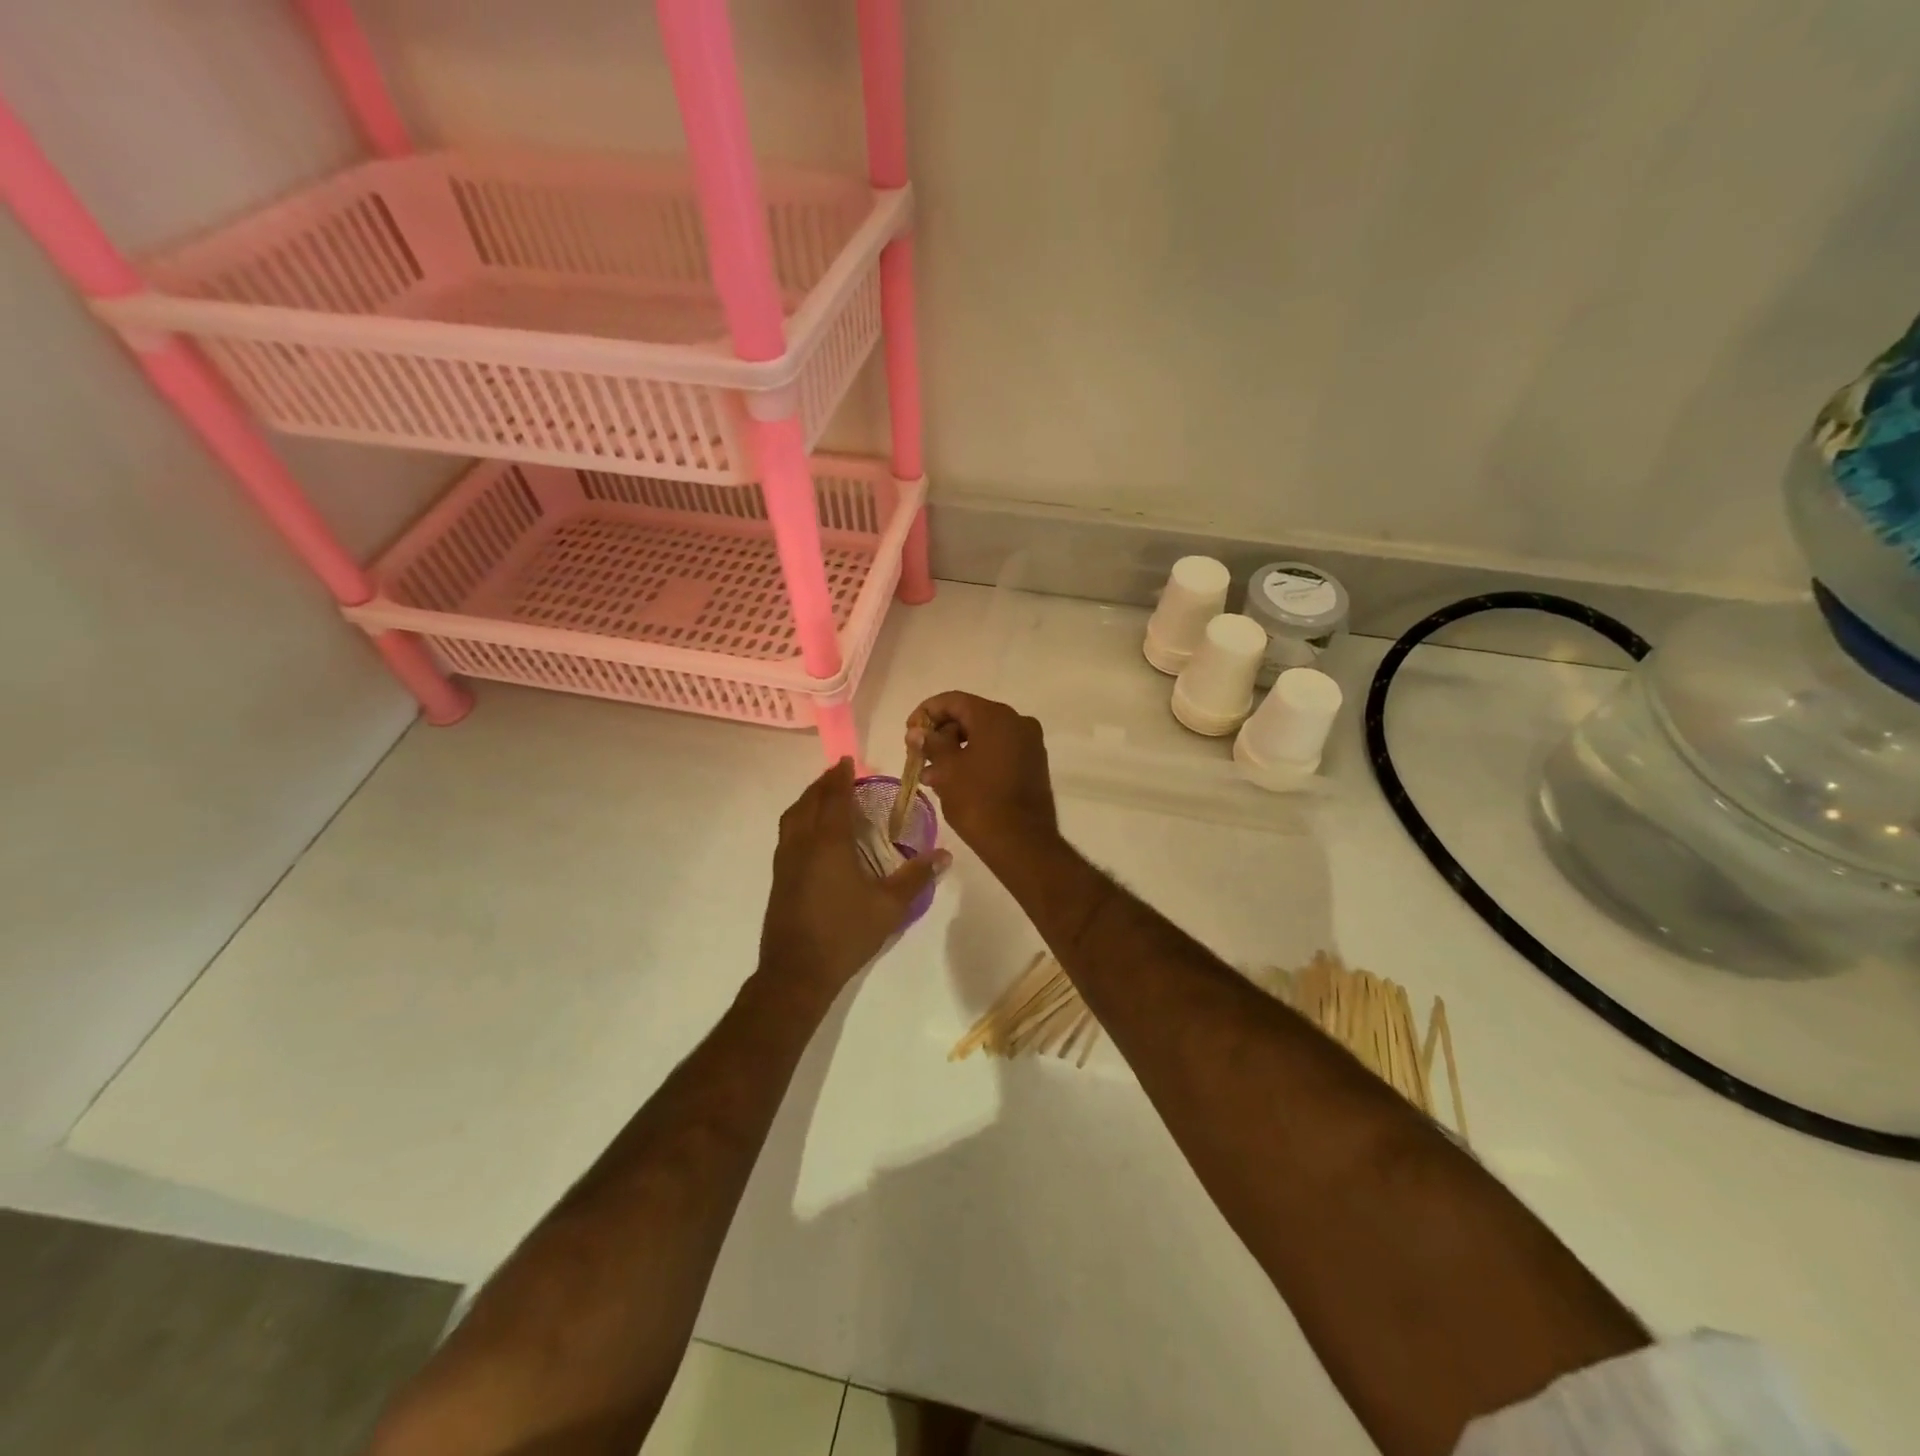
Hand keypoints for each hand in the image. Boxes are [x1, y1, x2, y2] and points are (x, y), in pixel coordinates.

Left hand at [759, 758, 946, 999]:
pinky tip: (812, 834)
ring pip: (792, 817)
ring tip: (824, 797)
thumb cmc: (845, 933)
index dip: (840, 777)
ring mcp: (786, 861)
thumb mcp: (889, 907)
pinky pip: (788, 834)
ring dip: (808, 800)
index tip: (847, 761)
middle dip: (823, 784)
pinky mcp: (779, 878)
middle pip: (808, 802)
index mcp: (828, 843)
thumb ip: (916, 878)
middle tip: (839, 774)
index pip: (833, 798)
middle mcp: (802, 844)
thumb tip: (945, 855)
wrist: (796, 971)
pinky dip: (800, 819)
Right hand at [909, 692, 1058, 859]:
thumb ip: (931, 744)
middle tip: (919, 757)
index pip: (954, 701)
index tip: (909, 733)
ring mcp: (1029, 744)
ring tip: (931, 777)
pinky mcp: (1033, 765)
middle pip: (970, 717)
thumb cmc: (978, 800)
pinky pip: (998, 752)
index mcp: (996, 716)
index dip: (926, 712)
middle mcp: (1017, 722)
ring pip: (984, 737)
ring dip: (956, 751)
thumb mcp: (947, 770)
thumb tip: (916, 732)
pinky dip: (976, 760)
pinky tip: (955, 781)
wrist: (1021, 842)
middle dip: (941, 735)